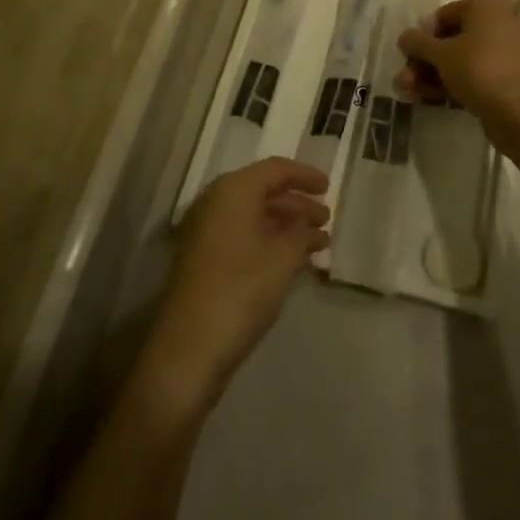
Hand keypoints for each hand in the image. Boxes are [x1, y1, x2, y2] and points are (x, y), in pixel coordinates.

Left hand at [140, 158, 330, 411]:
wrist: (189, 349)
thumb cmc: (241, 290)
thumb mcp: (282, 258)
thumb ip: (300, 232)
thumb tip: (307, 221)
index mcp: (233, 190)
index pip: (276, 169)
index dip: (305, 176)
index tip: (329, 188)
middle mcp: (217, 203)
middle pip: (264, 192)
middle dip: (298, 205)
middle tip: (326, 220)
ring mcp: (208, 233)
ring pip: (256, 217)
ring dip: (288, 227)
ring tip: (319, 244)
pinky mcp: (206, 261)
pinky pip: (246, 238)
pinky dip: (271, 244)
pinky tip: (296, 263)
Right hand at [396, 0, 519, 139]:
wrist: (519, 113)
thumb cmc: (478, 69)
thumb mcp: (441, 54)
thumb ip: (418, 43)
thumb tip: (404, 37)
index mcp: (487, 5)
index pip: (444, 15)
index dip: (422, 36)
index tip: (407, 55)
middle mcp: (501, 22)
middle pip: (452, 39)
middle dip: (425, 61)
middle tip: (404, 79)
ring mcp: (507, 51)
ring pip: (462, 59)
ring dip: (433, 75)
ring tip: (409, 92)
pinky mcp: (509, 77)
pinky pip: (475, 74)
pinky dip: (453, 83)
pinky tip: (428, 98)